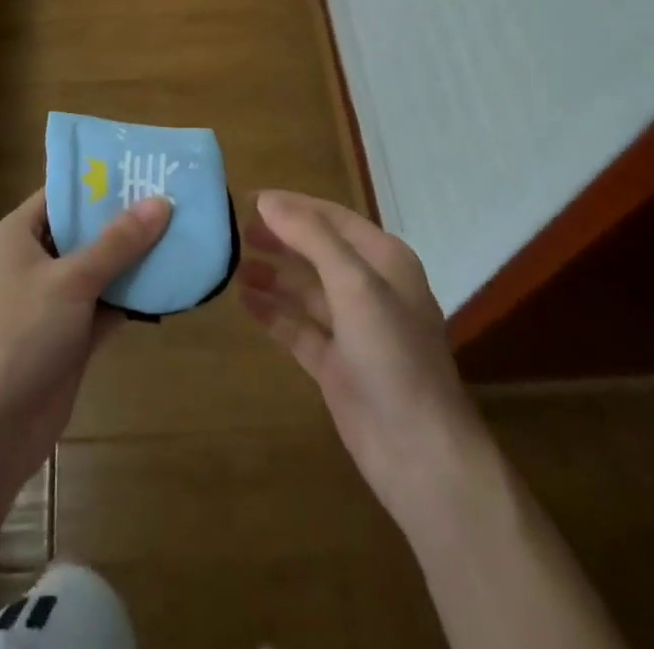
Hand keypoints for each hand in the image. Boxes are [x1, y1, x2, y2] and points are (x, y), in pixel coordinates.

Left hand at [0, 188, 171, 483]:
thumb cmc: (22, 334)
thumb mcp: (72, 280)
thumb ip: (117, 242)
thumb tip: (159, 201)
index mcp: (17, 235)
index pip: (60, 194)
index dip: (97, 181)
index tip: (140, 168)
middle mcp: (32, 262)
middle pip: (82, 230)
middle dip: (123, 219)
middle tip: (170, 198)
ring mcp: (51, 301)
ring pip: (97, 269)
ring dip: (132, 259)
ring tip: (178, 233)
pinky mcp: (68, 336)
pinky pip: (104, 305)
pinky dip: (131, 297)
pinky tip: (168, 284)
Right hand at [239, 190, 489, 534]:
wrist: (421, 455)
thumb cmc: (393, 355)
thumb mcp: (354, 284)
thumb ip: (311, 236)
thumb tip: (267, 200)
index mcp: (384, 260)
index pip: (330, 216)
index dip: (290, 205)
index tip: (246, 199)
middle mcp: (370, 288)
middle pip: (316, 250)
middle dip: (278, 238)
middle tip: (234, 232)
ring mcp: (353, 329)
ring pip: (305, 289)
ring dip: (272, 274)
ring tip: (232, 265)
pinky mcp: (337, 365)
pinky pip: (298, 327)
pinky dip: (273, 313)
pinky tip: (244, 302)